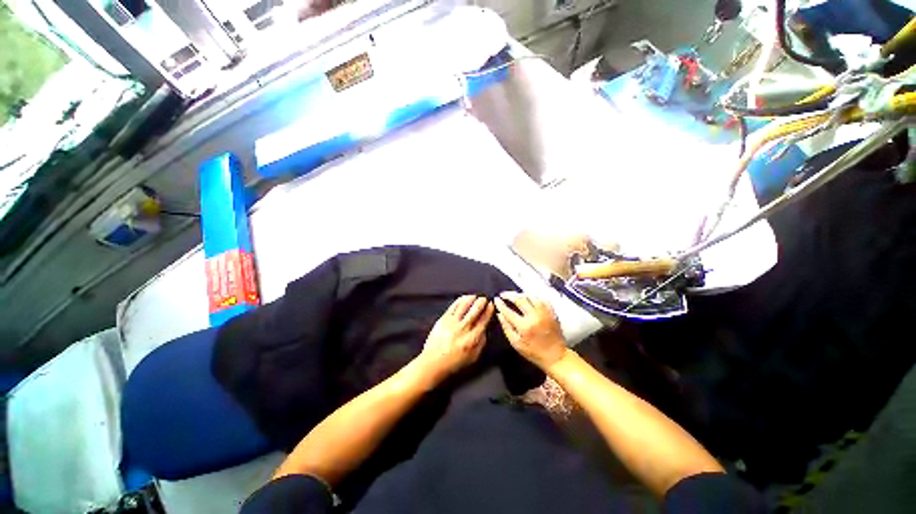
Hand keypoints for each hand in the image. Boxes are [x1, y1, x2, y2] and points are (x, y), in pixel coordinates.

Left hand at [418, 296, 493, 382]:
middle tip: (484, 299)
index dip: (488, 311)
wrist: (434, 362)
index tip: (491, 305)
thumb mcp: (473, 357)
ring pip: (464, 306)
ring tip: (475, 296)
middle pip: (475, 311)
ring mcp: (452, 322)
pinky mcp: (443, 319)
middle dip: (481, 303)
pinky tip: (464, 298)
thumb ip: (481, 343)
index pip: (483, 321)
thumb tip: (485, 329)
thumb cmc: (454, 362)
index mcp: (473, 338)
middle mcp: (464, 328)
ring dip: (471, 299)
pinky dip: (460, 300)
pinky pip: (453, 306)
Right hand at [494, 292, 567, 370]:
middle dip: (509, 295)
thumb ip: (506, 327)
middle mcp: (534, 317)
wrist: (556, 356)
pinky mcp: (551, 312)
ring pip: (530, 296)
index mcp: (524, 326)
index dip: (500, 304)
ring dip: (520, 294)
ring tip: (514, 295)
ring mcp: (544, 313)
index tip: (496, 300)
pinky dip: (533, 296)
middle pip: (519, 299)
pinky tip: (529, 298)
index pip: (508, 311)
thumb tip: (500, 314)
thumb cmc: (534, 352)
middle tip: (503, 295)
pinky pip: (541, 299)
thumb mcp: (516, 343)